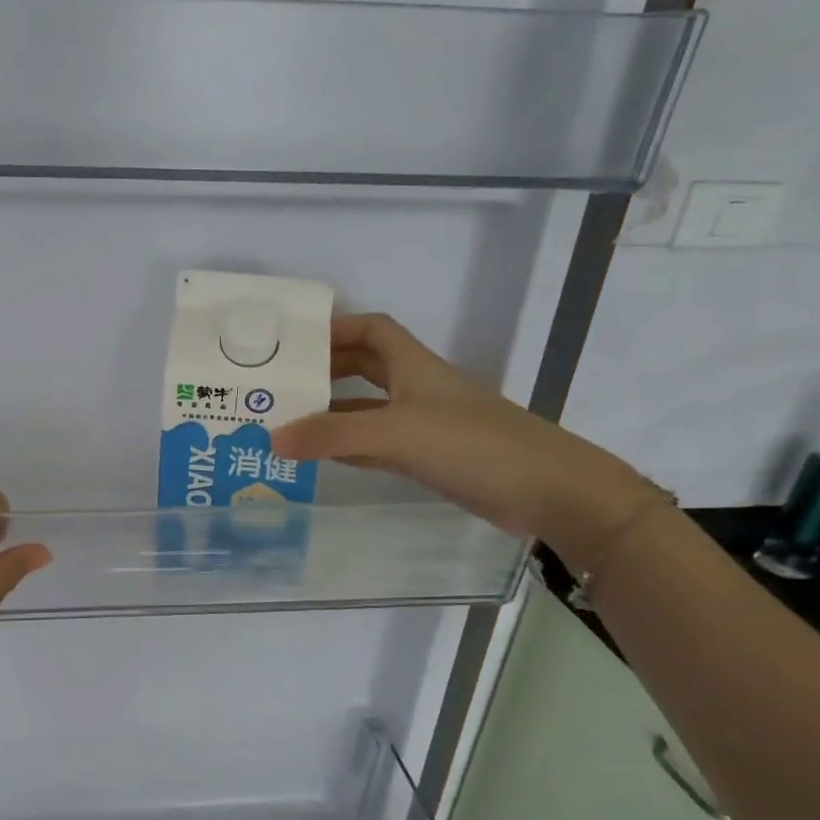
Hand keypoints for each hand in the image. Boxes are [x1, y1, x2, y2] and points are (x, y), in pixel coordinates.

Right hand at [269, 313, 648, 554]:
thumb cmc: (473, 445)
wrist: (548, 491)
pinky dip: (348, 445)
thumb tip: (271, 439)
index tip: (296, 342)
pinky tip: (320, 455)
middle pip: (365, 366)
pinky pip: (377, 444)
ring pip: (368, 408)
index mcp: (414, 367)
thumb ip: (332, 436)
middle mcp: (417, 389)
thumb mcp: (396, 433)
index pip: (372, 329)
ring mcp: (424, 425)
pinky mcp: (429, 458)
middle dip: (326, 369)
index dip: (337, 327)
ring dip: (332, 411)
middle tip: (282, 384)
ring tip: (287, 420)